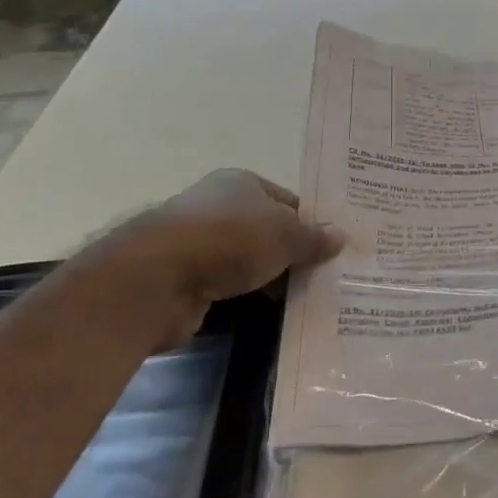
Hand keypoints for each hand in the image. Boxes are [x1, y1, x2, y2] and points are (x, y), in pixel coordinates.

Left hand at [69, 169, 343, 349]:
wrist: (157, 279)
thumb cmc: (230, 239)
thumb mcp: (285, 234)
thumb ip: (313, 238)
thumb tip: (340, 236)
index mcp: (241, 183)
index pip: (287, 201)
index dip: (310, 223)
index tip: (333, 250)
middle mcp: (218, 207)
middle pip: (267, 231)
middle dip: (293, 255)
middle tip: (325, 278)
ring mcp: (198, 244)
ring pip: (248, 262)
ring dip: (270, 279)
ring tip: (305, 300)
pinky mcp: (186, 280)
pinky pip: (229, 288)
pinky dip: (247, 298)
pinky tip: (269, 314)